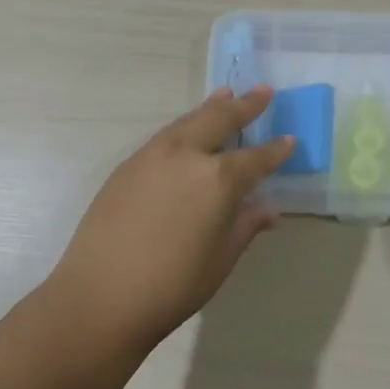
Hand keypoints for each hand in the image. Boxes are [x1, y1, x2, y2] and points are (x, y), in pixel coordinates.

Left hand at [50, 87, 293, 346]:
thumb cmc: (172, 286)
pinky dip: (185, 125)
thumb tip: (268, 209)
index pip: (256, 158)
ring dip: (211, 107)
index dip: (276, 150)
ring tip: (225, 94)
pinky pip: (165, 135)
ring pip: (189, 121)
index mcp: (218, 180)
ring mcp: (153, 156)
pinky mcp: (128, 165)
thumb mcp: (221, 259)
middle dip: (245, 105)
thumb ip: (245, 225)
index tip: (289, 139)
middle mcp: (187, 155)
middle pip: (221, 119)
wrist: (100, 296)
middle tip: (263, 92)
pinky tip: (188, 131)